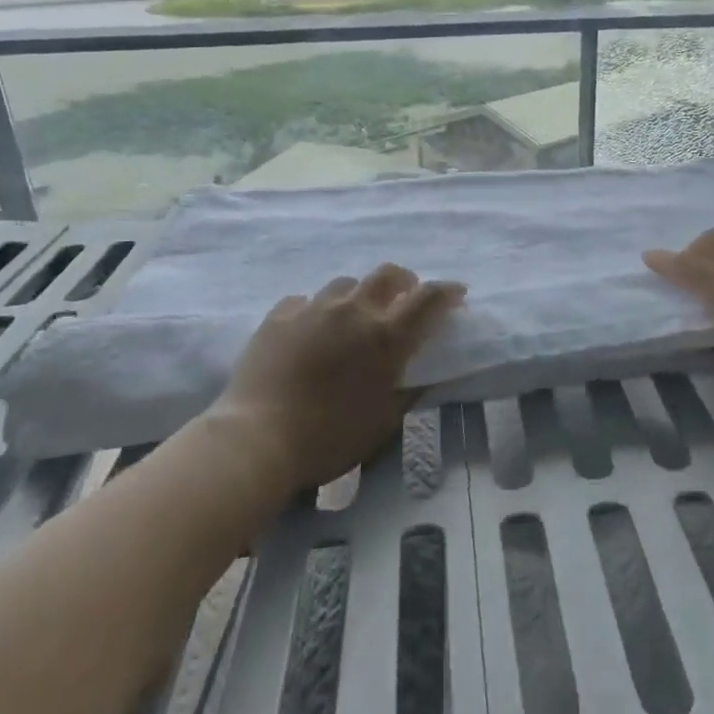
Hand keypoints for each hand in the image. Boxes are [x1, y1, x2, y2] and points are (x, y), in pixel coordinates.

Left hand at [214, 264, 465, 493]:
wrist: (256, 439)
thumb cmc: (328, 439)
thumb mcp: (382, 423)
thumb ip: (407, 392)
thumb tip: (423, 376)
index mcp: (386, 337)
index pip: (428, 299)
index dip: (447, 292)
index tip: (457, 294)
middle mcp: (354, 311)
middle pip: (387, 274)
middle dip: (404, 281)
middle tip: (405, 297)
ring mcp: (313, 308)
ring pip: (345, 284)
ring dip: (358, 295)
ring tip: (353, 316)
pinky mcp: (279, 315)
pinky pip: (305, 301)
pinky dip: (316, 311)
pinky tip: (310, 329)